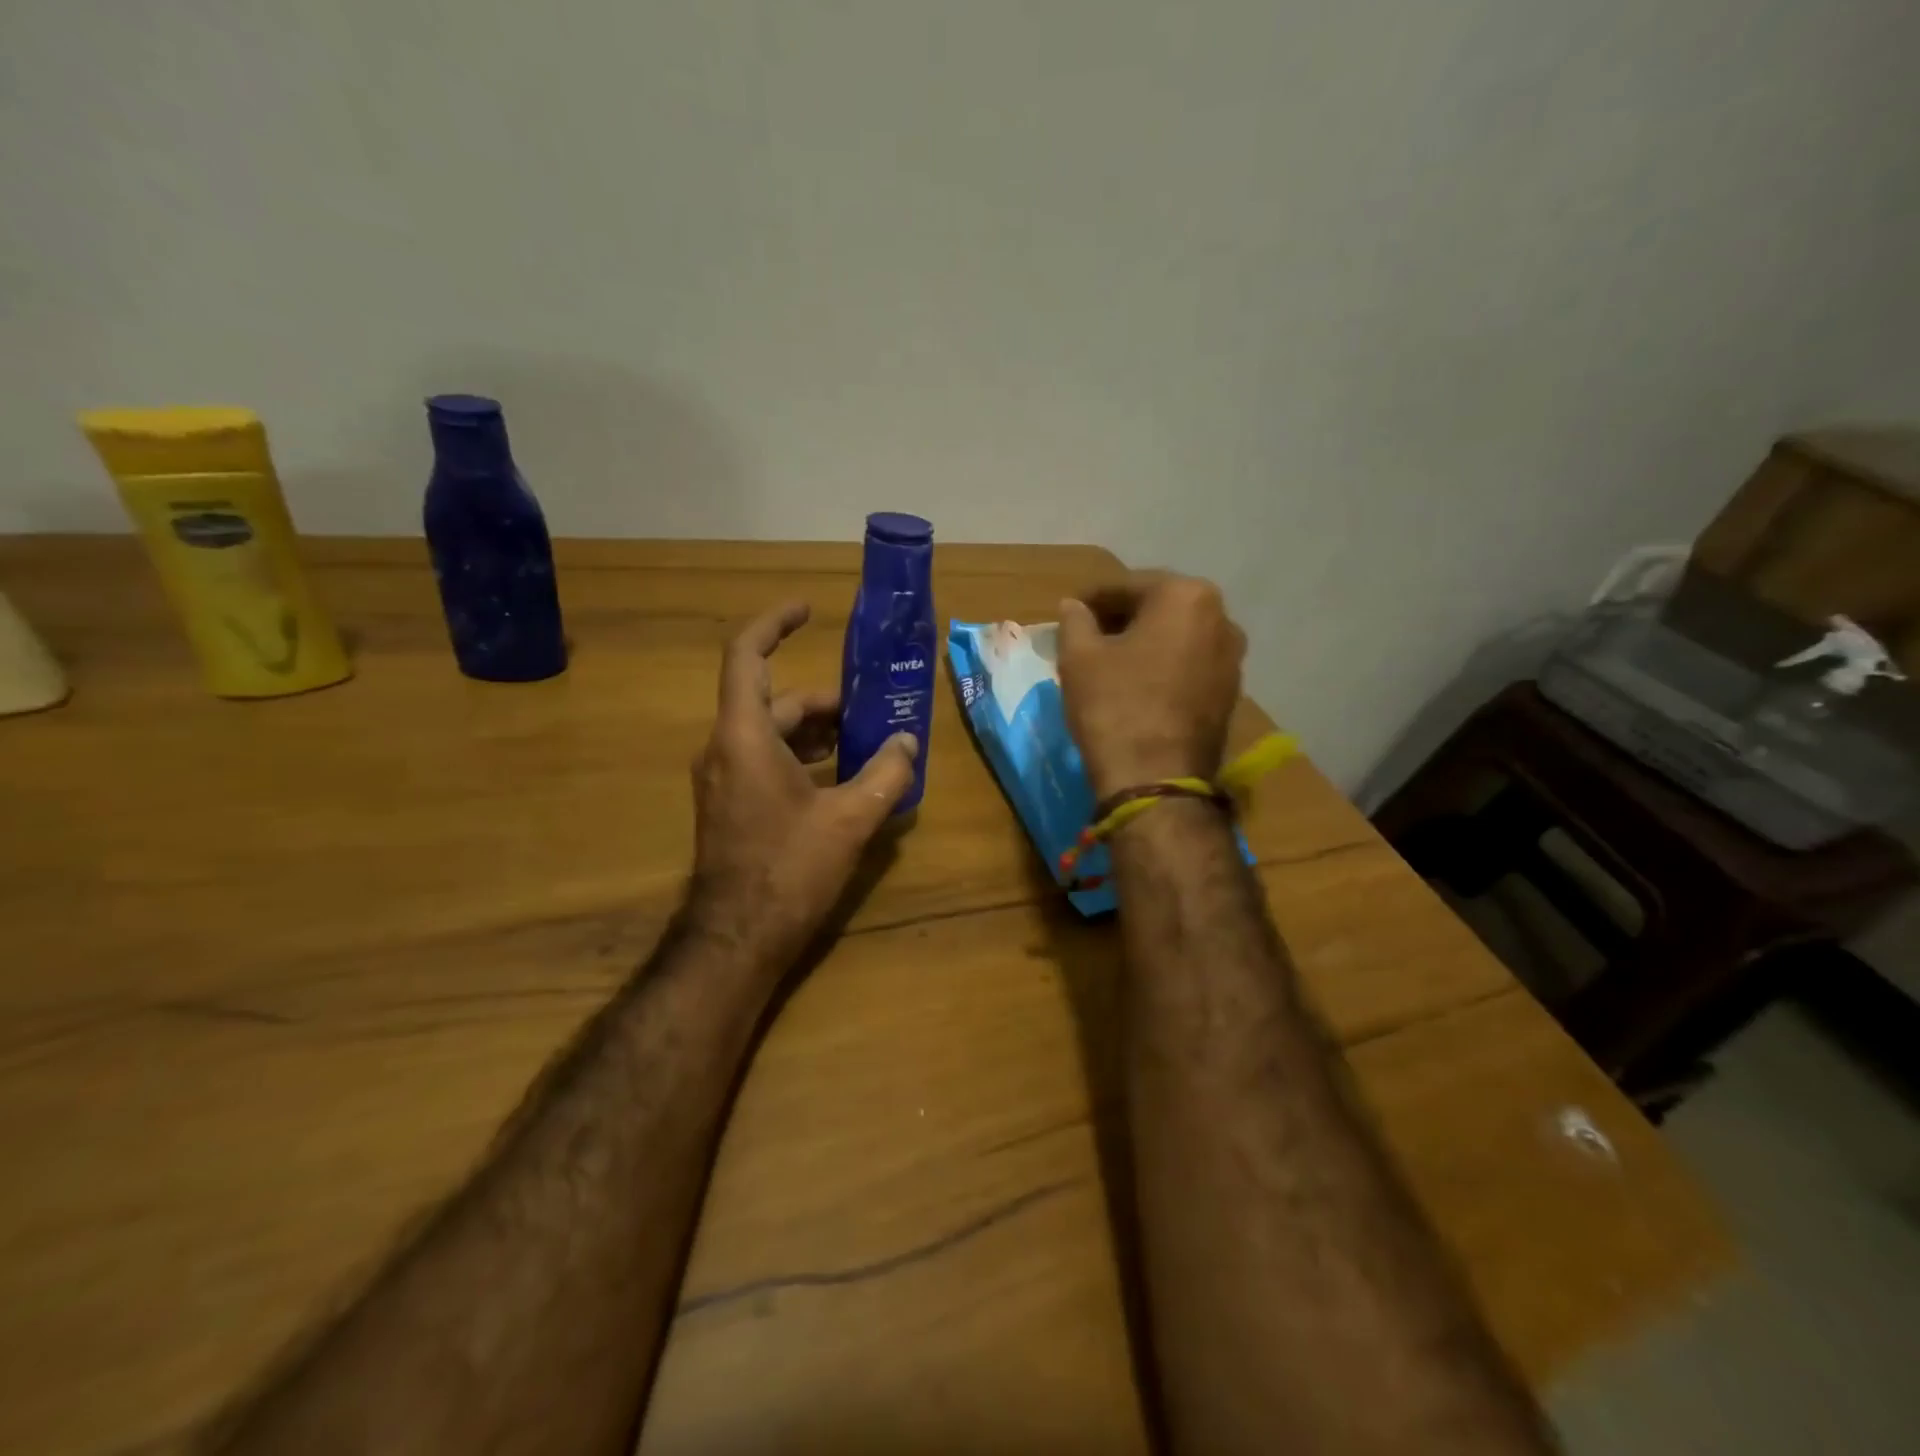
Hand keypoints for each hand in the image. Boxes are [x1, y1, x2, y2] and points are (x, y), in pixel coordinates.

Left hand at [687, 601, 917, 967]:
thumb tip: (908, 743)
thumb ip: (886, 775)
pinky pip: (768, 761)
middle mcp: (725, 748)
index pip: (747, 656)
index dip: (774, 624)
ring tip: (867, 743)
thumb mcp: (849, 819)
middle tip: (872, 709)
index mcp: (744, 736)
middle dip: (825, 700)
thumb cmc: (788, 870)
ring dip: (818, 732)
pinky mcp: (731, 805)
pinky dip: (804, 758)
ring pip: (773, 733)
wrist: (737, 939)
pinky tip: (844, 779)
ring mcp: (724, 779)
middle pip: (775, 701)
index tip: (808, 610)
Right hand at [1056, 573, 1245, 799]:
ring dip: (1143, 644)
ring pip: (1175, 638)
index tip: (1067, 614)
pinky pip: (1188, 666)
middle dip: (1120, 619)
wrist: (1156, 780)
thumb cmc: (1114, 706)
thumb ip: (1075, 620)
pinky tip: (1135, 687)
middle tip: (1085, 638)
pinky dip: (1162, 668)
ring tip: (1108, 664)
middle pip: (1157, 609)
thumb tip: (1073, 606)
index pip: (1126, 586)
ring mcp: (1232, 659)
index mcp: (1186, 596)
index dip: (1091, 600)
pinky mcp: (1230, 694)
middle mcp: (1221, 619)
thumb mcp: (1079, 657)